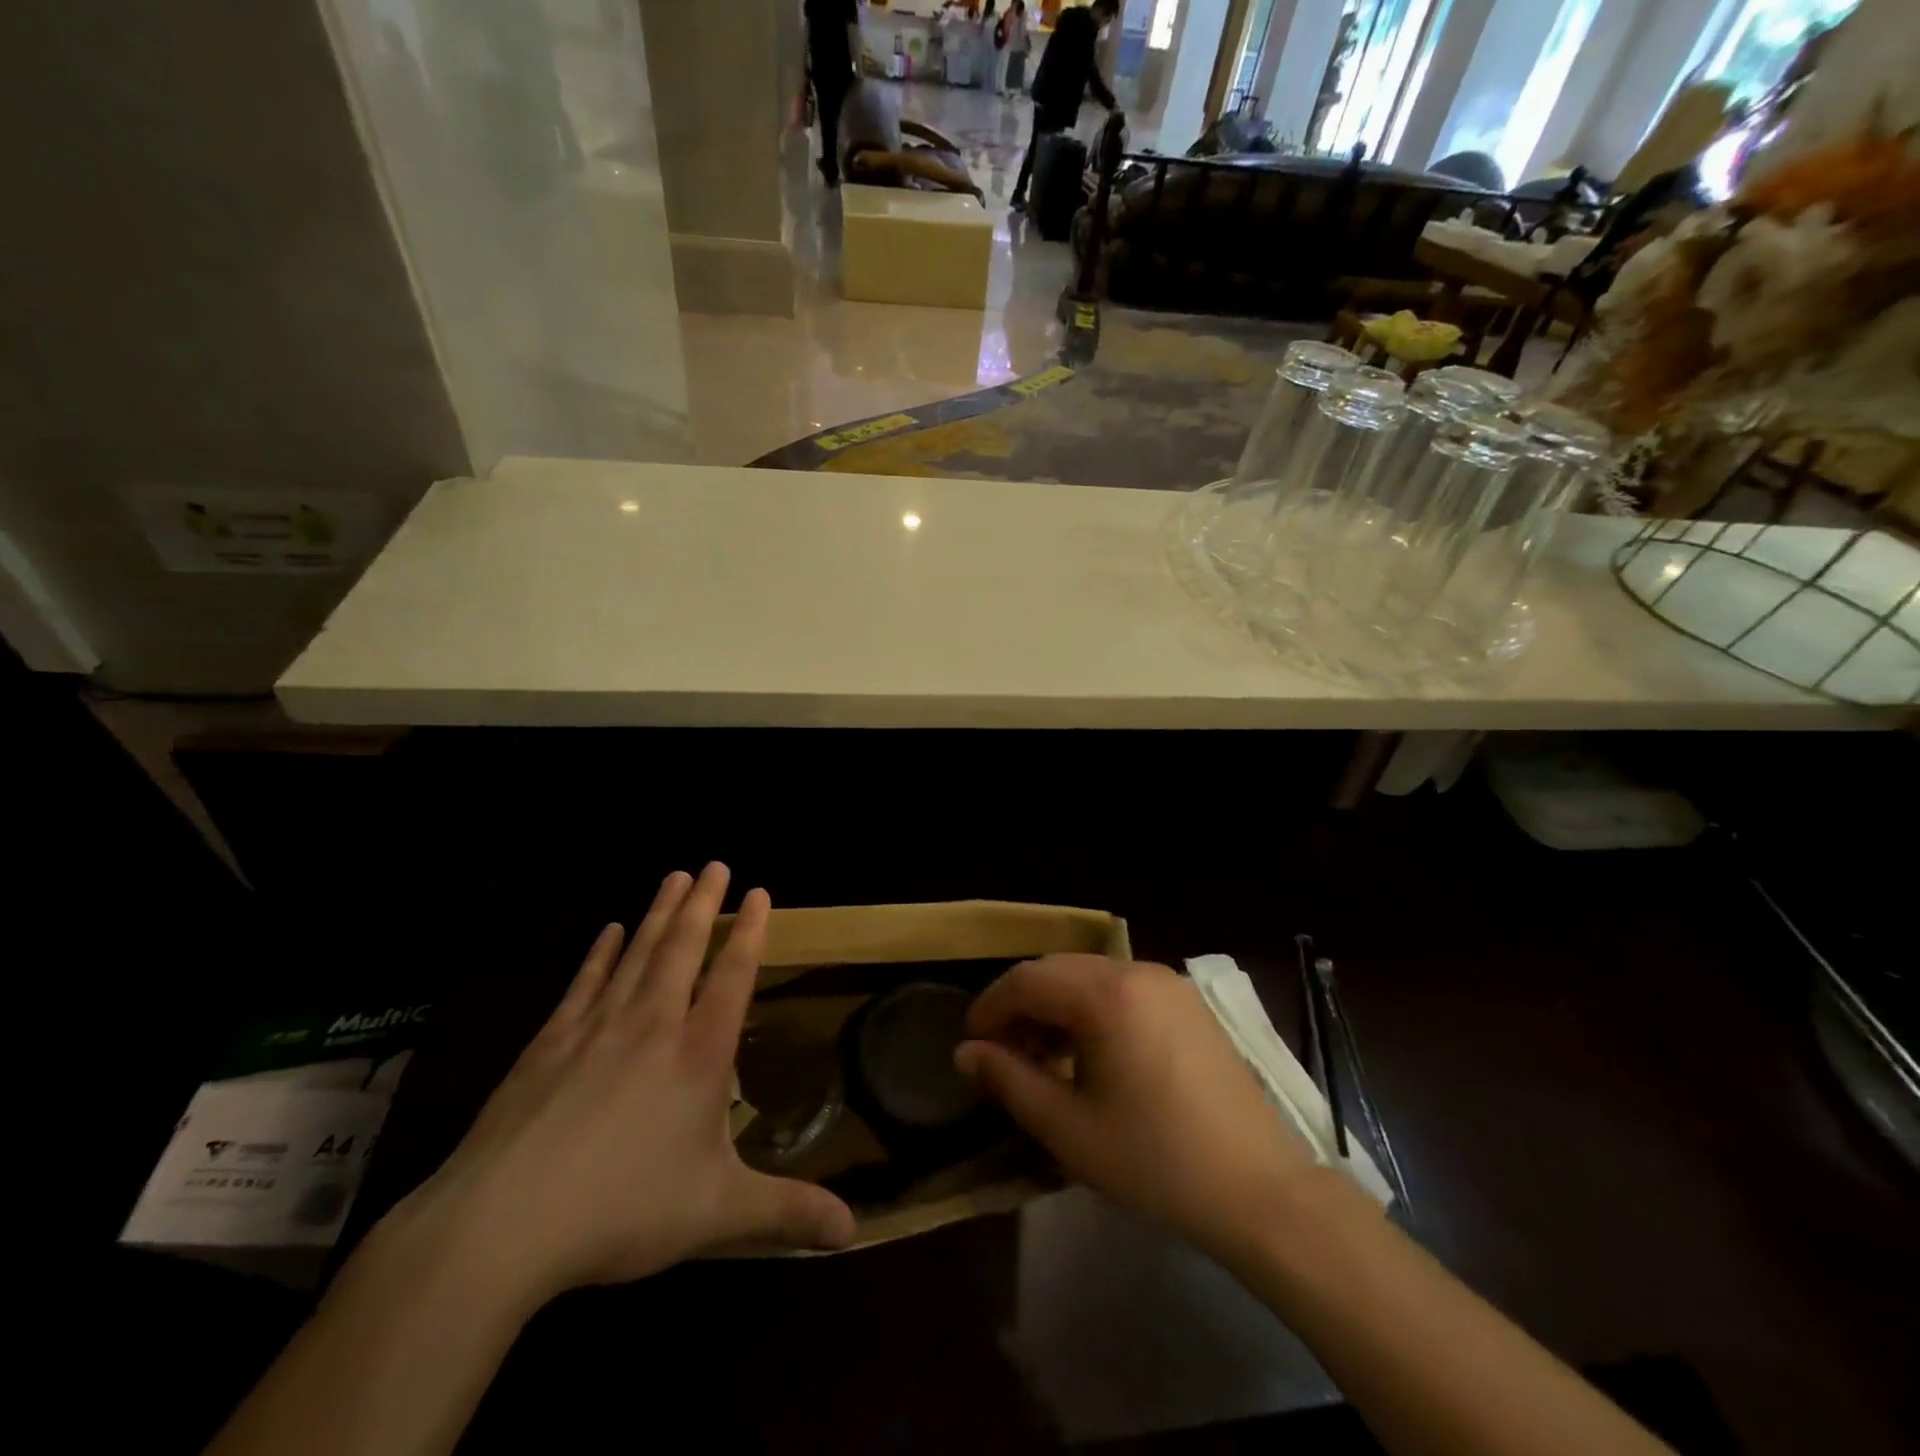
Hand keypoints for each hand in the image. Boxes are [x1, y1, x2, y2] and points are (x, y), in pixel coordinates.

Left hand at [390, 864, 853, 1307]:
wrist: (503, 1225)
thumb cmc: (622, 1210)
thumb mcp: (717, 1215)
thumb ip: (787, 1214)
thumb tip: (854, 1231)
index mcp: (699, 1054)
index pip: (733, 975)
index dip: (749, 932)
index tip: (758, 891)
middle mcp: (653, 1025)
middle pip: (684, 949)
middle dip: (703, 904)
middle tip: (714, 863)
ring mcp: (597, 1028)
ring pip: (638, 955)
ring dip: (659, 913)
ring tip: (674, 876)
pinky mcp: (549, 1044)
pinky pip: (584, 984)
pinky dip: (600, 954)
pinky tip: (608, 931)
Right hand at [955, 955, 1318, 1260]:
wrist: (1261, 1191)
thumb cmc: (1156, 1161)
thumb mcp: (1069, 1128)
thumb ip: (1010, 1080)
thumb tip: (967, 1052)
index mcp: (1107, 993)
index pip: (1027, 979)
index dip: (990, 1007)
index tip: (971, 1046)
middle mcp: (1137, 971)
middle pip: (1058, 971)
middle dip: (1022, 1007)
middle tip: (1002, 1055)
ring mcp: (1169, 984)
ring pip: (1091, 978)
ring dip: (1057, 1009)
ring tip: (1041, 1059)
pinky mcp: (1189, 1005)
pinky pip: (1124, 991)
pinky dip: (1093, 1012)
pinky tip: (1088, 1057)